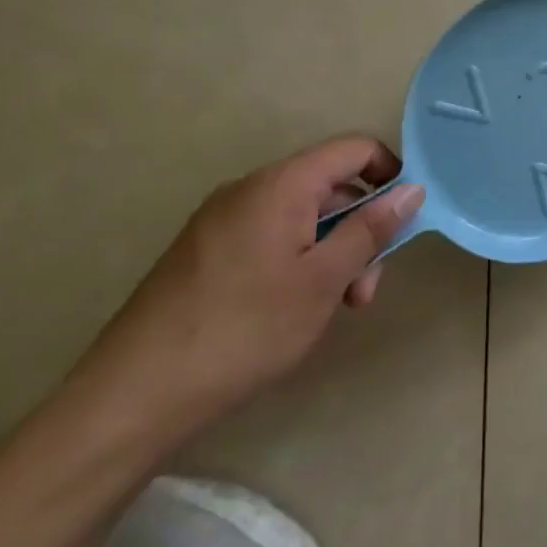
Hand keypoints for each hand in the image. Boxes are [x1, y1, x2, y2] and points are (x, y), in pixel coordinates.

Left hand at [73, 136, 424, 440]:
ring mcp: (221, 220)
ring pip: (302, 216)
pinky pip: (270, 236)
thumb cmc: (245, 330)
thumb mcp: (324, 280)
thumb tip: (412, 189)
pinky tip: (293, 309)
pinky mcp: (204, 251)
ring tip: (333, 308)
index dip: (390, 174)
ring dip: (332, 252)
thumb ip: (371, 229)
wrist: (134, 396)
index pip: (354, 149)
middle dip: (360, 229)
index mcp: (280, 185)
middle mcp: (248, 189)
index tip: (404, 221)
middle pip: (329, 187)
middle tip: (364, 291)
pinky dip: (298, 261)